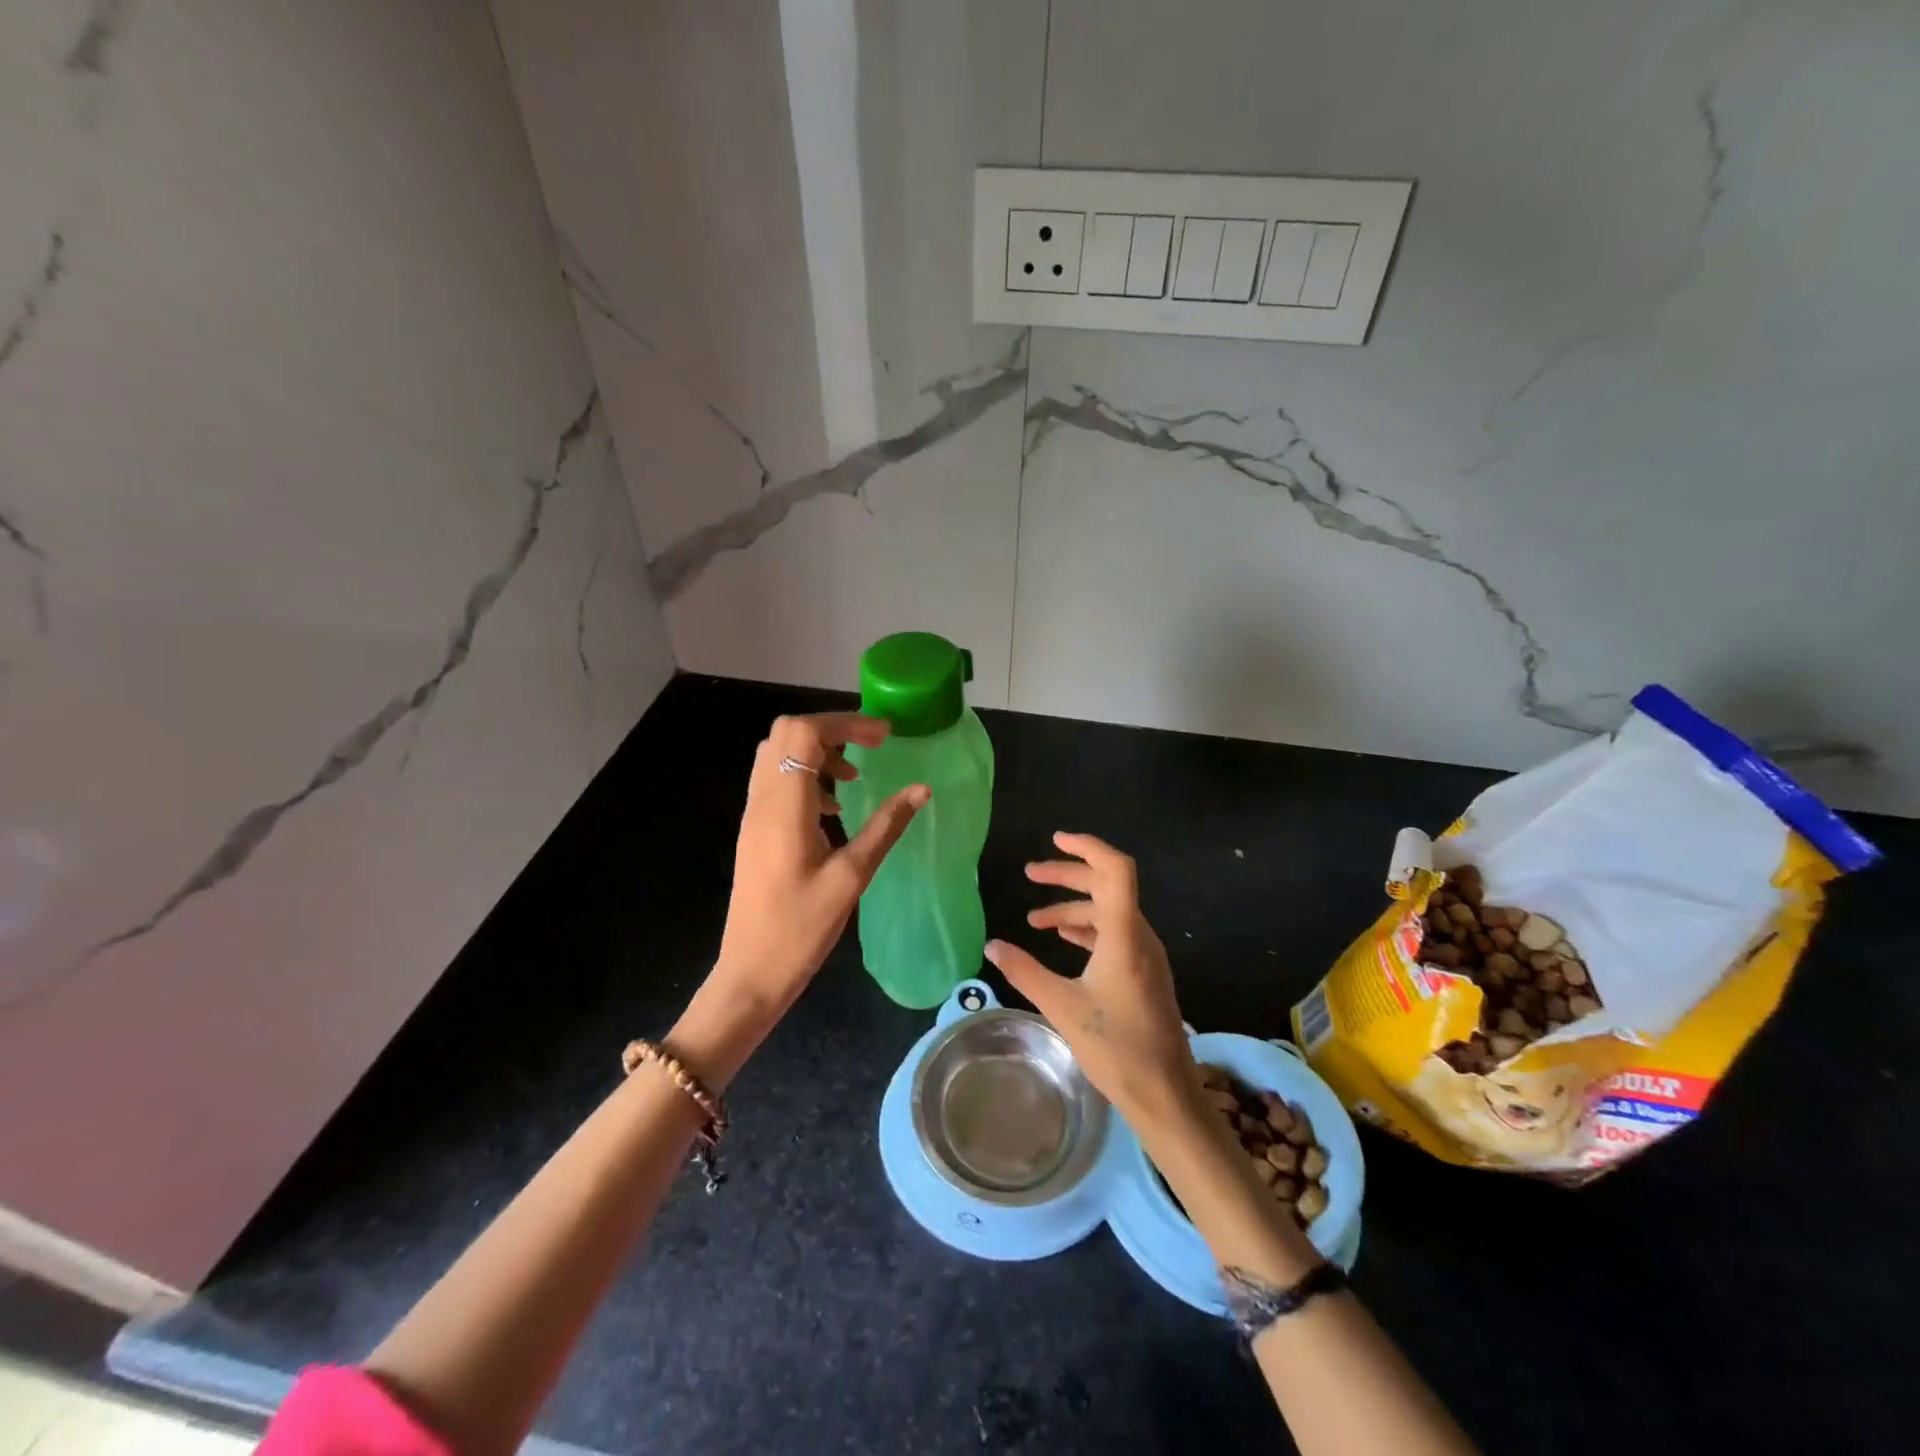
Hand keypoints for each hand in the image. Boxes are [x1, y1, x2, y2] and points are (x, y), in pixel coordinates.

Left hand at [703, 713, 926, 1024]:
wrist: (750, 974)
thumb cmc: (801, 929)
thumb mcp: (852, 876)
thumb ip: (886, 826)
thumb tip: (921, 790)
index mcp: (784, 806)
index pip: (804, 732)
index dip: (845, 722)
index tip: (883, 736)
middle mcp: (762, 800)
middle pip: (786, 732)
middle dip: (831, 730)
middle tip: (869, 749)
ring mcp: (753, 815)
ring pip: (777, 753)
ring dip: (816, 752)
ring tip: (853, 778)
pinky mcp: (753, 830)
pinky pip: (774, 780)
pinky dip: (804, 775)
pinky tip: (832, 809)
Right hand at [985, 832, 1200, 1125]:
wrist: (1165, 1094)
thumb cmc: (1116, 1047)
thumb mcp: (1062, 1007)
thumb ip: (1025, 971)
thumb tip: (992, 945)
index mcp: (1124, 935)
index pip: (1115, 870)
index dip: (1088, 847)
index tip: (1056, 840)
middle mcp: (1139, 935)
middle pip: (1108, 885)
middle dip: (1068, 876)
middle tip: (1030, 874)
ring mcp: (1146, 955)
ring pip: (1110, 911)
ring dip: (1074, 906)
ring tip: (1036, 918)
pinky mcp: (1145, 972)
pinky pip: (1116, 933)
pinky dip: (1088, 927)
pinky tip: (1064, 938)